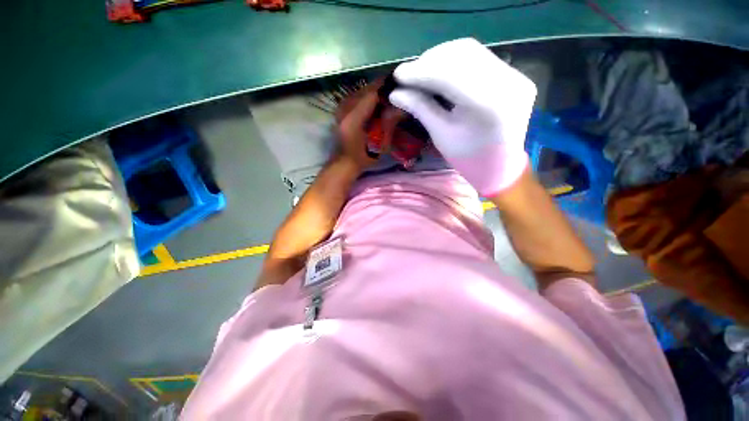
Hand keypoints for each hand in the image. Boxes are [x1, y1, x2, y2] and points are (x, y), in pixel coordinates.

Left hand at [335, 85, 391, 173]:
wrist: (344, 163)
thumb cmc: (364, 158)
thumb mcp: (380, 144)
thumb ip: (389, 124)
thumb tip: (400, 107)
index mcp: (354, 119)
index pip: (372, 94)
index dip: (386, 87)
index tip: (399, 84)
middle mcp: (344, 109)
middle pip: (365, 90)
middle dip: (381, 88)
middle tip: (395, 90)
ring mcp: (340, 108)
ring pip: (360, 91)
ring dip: (373, 92)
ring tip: (386, 96)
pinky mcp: (340, 110)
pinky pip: (355, 97)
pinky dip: (366, 97)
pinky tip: (374, 102)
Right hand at [389, 38, 536, 195]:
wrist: (500, 168)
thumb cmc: (467, 159)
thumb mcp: (441, 135)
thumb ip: (421, 108)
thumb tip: (395, 93)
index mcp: (489, 105)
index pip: (450, 75)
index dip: (420, 71)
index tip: (398, 75)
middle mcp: (508, 82)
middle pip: (462, 54)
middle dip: (430, 61)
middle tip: (409, 74)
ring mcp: (516, 76)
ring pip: (472, 51)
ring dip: (441, 58)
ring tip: (422, 72)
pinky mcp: (516, 76)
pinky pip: (481, 58)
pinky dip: (456, 62)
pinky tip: (441, 72)